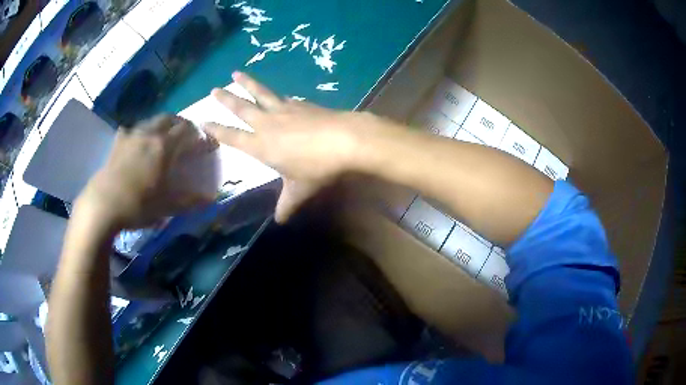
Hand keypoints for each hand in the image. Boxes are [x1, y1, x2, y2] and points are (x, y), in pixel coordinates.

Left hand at [75, 115, 215, 229]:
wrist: (103, 205)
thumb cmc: (138, 205)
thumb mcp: (167, 206)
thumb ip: (189, 201)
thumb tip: (211, 199)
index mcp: (164, 146)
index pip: (187, 130)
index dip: (198, 134)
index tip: (204, 142)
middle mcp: (149, 134)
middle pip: (169, 118)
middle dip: (180, 123)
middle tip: (185, 134)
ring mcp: (131, 135)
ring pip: (151, 120)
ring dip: (161, 124)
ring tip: (162, 136)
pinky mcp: (118, 142)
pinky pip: (131, 130)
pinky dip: (138, 133)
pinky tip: (136, 142)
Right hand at [204, 72, 387, 222]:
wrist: (346, 140)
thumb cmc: (318, 168)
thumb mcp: (300, 190)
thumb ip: (287, 205)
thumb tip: (280, 222)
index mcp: (261, 145)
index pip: (232, 136)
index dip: (216, 129)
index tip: (202, 120)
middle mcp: (268, 124)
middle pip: (242, 108)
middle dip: (226, 99)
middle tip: (214, 89)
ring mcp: (285, 110)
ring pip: (261, 94)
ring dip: (248, 84)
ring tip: (237, 73)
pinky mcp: (302, 104)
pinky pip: (284, 98)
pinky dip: (278, 96)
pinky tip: (281, 95)